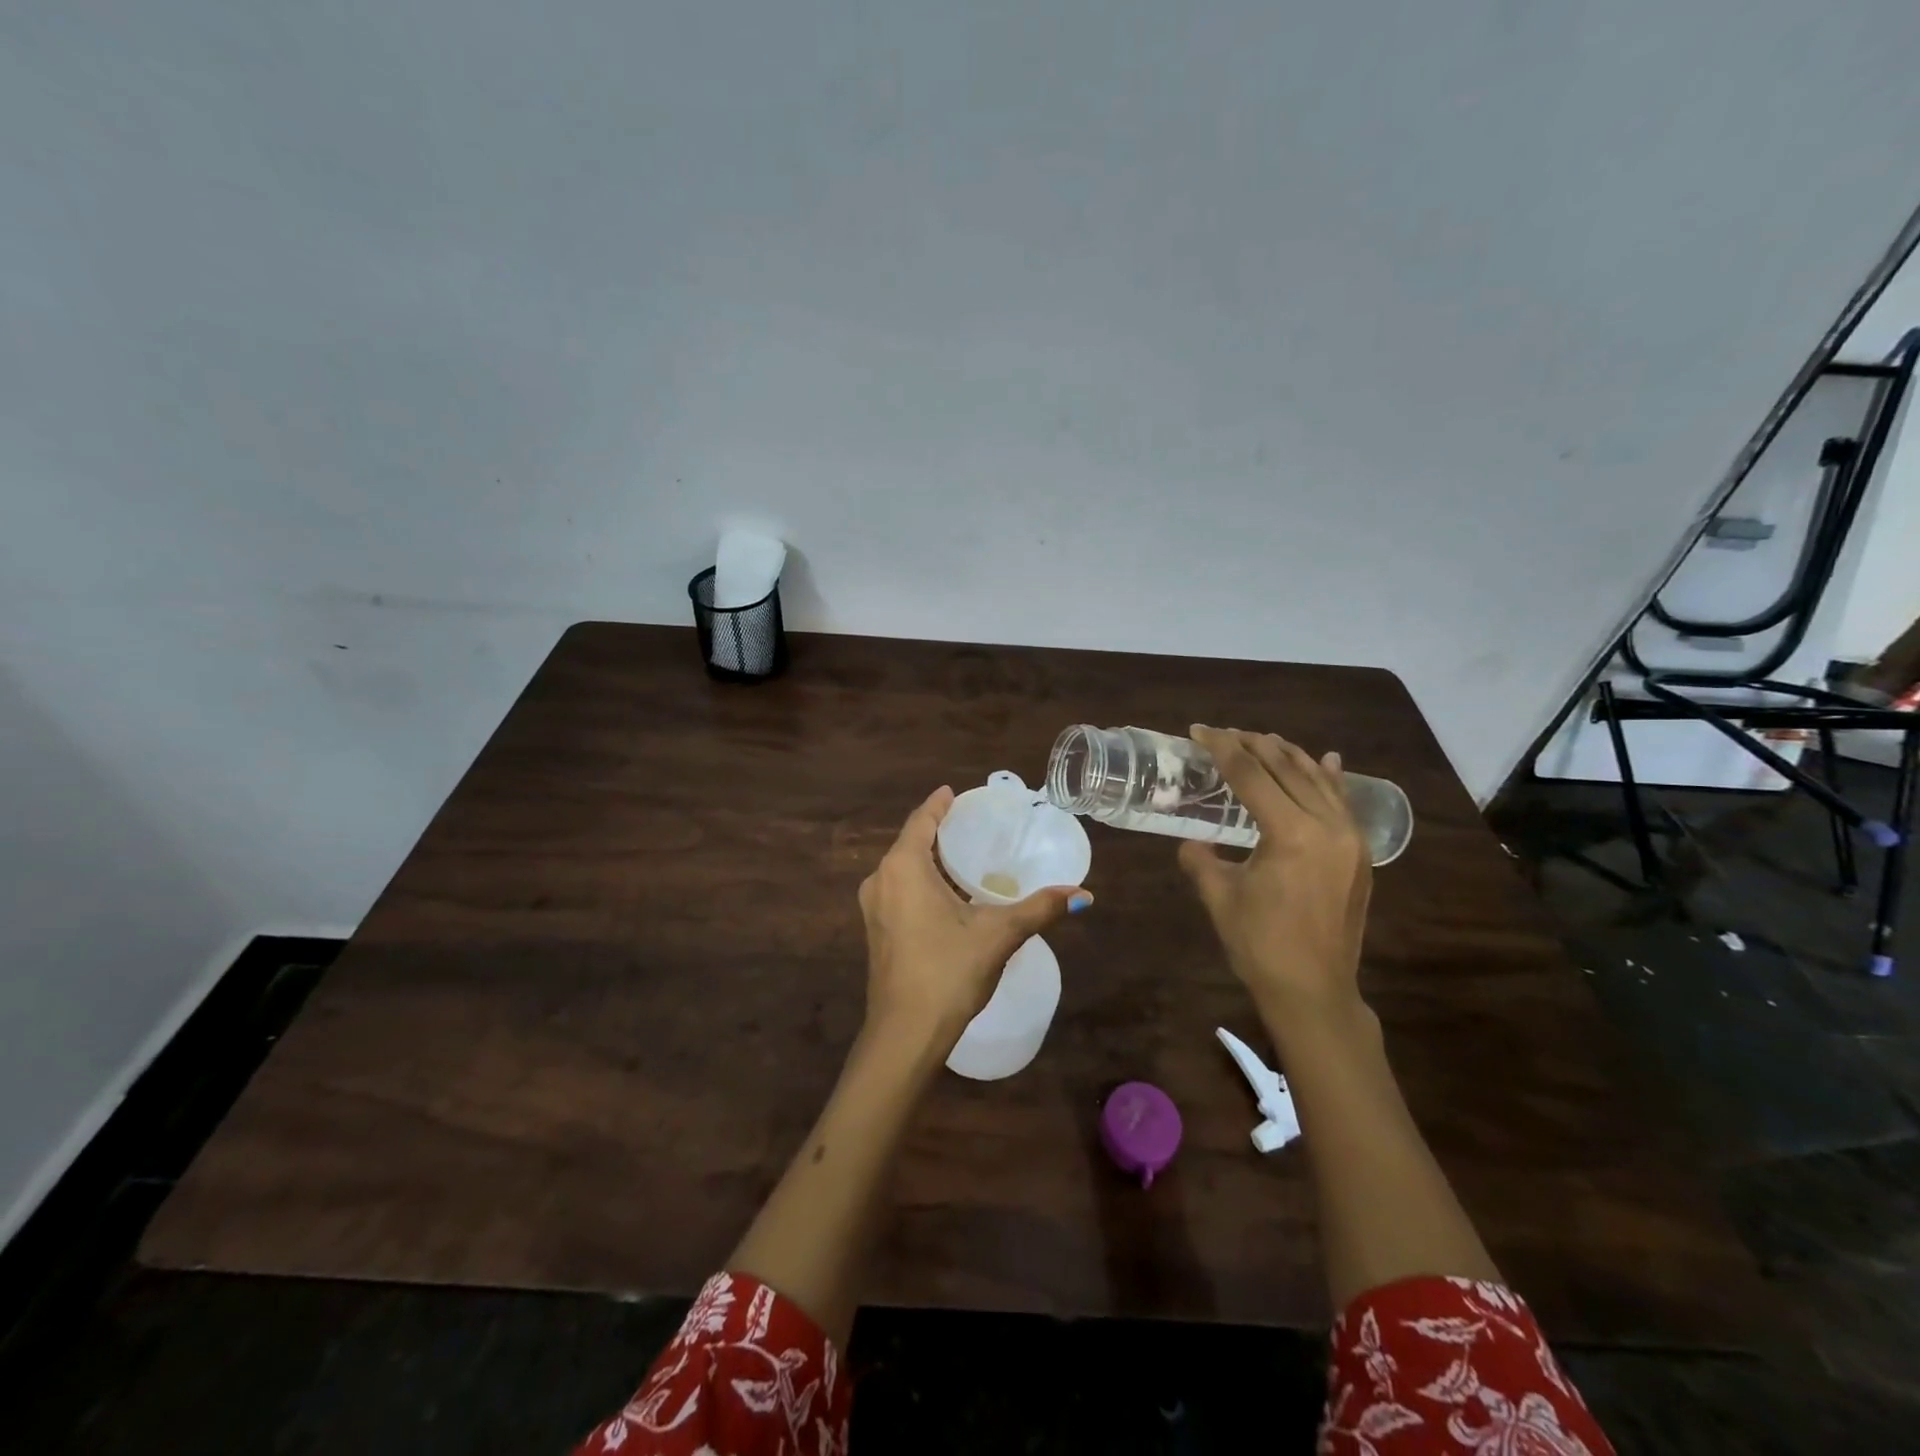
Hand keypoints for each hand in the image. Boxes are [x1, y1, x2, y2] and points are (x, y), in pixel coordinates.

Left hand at [859, 787, 1092, 1051]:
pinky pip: (898, 890)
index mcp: (903, 867)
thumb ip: (1040, 909)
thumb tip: (1084, 894)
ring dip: (928, 859)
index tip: (954, 792)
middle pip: (910, 843)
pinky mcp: (875, 930)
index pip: (921, 821)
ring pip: (902, 868)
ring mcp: (873, 907)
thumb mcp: (999, 934)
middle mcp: (880, 879)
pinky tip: (946, 893)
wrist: (906, 1033)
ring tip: (963, 854)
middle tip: (970, 823)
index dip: (939, 804)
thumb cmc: (949, 971)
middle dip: (937, 831)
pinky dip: (921, 881)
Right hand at [1178, 725, 1370, 1017]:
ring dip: (1288, 756)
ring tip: (1263, 739)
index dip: (1222, 748)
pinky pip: (1343, 803)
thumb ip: (1200, 858)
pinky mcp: (1359, 854)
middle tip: (1225, 733)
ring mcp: (1350, 839)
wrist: (1313, 990)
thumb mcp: (1219, 896)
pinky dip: (1328, 779)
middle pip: (1286, 769)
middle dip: (1253, 745)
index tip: (1199, 731)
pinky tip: (1323, 760)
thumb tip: (1192, 842)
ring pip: (1318, 781)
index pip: (1250, 775)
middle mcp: (1327, 826)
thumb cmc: (1259, 944)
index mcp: (1291, 833)